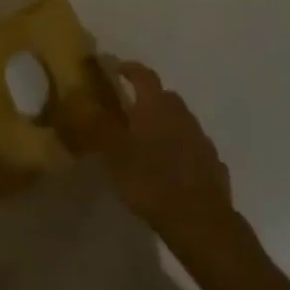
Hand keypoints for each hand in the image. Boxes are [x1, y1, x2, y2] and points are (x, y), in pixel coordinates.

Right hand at [54, 57, 236, 246]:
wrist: (200, 221)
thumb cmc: (151, 180)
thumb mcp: (115, 154)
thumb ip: (97, 125)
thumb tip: (77, 96)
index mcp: (156, 105)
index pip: (142, 74)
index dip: (127, 68)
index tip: (114, 68)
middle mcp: (181, 113)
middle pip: (163, 96)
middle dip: (146, 98)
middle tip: (128, 111)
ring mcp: (200, 138)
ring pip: (179, 120)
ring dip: (164, 124)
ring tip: (147, 142)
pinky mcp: (212, 163)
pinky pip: (192, 147)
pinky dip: (180, 149)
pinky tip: (171, 167)